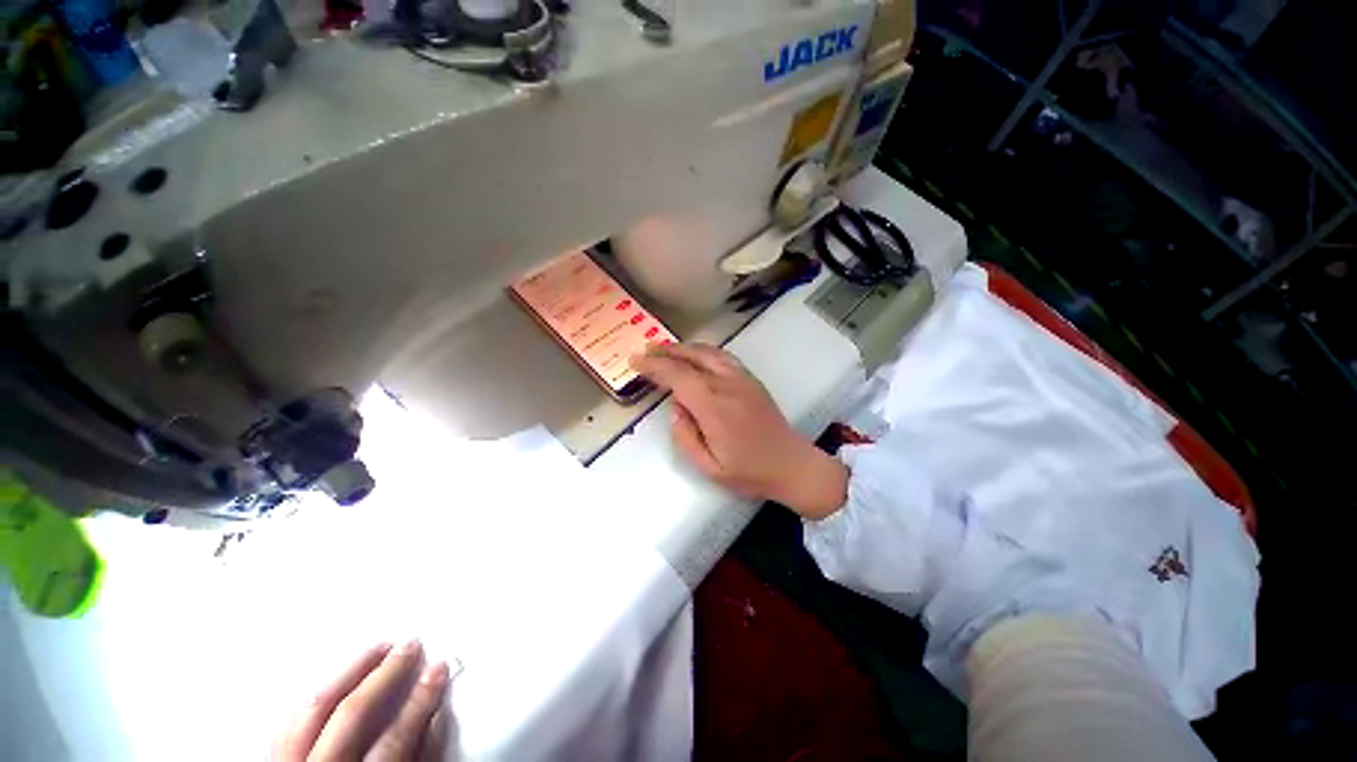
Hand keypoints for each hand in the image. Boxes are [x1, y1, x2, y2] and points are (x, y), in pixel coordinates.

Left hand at [274, 640, 450, 761]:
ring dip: (348, 673)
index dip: (419, 702)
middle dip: (384, 675)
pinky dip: (315, 696)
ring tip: (377, 648)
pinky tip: (336, 679)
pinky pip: (286, 723)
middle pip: (348, 717)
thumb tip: (435, 718)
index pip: (391, 743)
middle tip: (411, 645)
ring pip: (309, 712)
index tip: (438, 670)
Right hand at [630, 343, 847, 518]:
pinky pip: (723, 356)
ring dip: (684, 348)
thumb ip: (685, 436)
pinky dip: (703, 350)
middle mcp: (728, 385)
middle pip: (692, 358)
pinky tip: (695, 354)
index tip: (635, 362)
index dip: (654, 366)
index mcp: (714, 407)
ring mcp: (742, 379)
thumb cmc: (749, 471)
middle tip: (644, 350)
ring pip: (708, 352)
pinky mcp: (751, 379)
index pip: (678, 377)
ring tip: (665, 349)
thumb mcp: (709, 467)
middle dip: (665, 352)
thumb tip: (676, 408)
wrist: (792, 464)